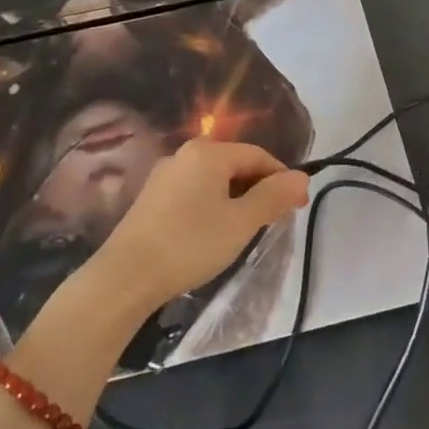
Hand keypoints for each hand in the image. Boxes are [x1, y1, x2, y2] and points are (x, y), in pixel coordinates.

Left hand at [91, 138, 310, 313]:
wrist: (126, 276)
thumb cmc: (191, 244)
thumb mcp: (241, 222)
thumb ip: (273, 196)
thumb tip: (302, 176)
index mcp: (209, 152)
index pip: (258, 155)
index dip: (283, 178)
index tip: (298, 207)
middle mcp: (185, 154)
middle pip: (235, 163)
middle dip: (260, 188)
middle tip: (276, 220)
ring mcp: (164, 174)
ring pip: (214, 178)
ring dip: (237, 197)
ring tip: (247, 227)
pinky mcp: (151, 196)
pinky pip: (194, 190)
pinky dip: (213, 203)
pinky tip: (214, 231)